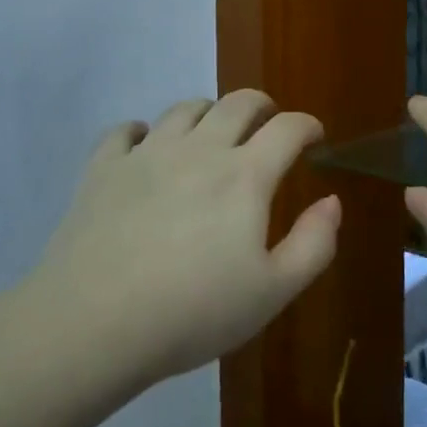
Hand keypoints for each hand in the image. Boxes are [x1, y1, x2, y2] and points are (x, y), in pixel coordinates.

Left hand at [34, 90, 339, 386]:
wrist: (94, 322)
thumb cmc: (193, 311)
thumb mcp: (273, 292)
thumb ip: (313, 244)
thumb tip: (332, 201)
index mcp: (244, 175)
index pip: (287, 128)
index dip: (306, 126)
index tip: (314, 136)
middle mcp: (199, 149)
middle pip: (237, 103)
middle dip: (261, 106)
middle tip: (268, 123)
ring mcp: (147, 153)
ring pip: (185, 109)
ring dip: (209, 112)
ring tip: (213, 131)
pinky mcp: (104, 167)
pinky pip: (126, 131)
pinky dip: (143, 131)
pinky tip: (145, 144)